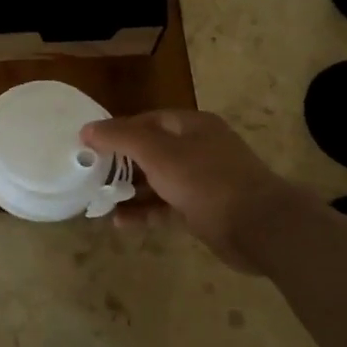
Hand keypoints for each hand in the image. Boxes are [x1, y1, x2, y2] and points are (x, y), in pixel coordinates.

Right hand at [80, 110, 292, 272]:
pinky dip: (145, 212)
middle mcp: (198, 148)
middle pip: (151, 151)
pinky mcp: (203, 210)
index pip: (147, 120)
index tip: (89, 146)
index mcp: (191, 125)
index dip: (117, 131)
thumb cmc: (205, 179)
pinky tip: (120, 222)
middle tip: (90, 175)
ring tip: (98, 201)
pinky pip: (166, 207)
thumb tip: (87, 128)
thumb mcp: (157, 153)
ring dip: (129, 191)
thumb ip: (121, 138)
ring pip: (157, 181)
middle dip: (120, 164)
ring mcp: (202, 181)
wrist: (259, 226)